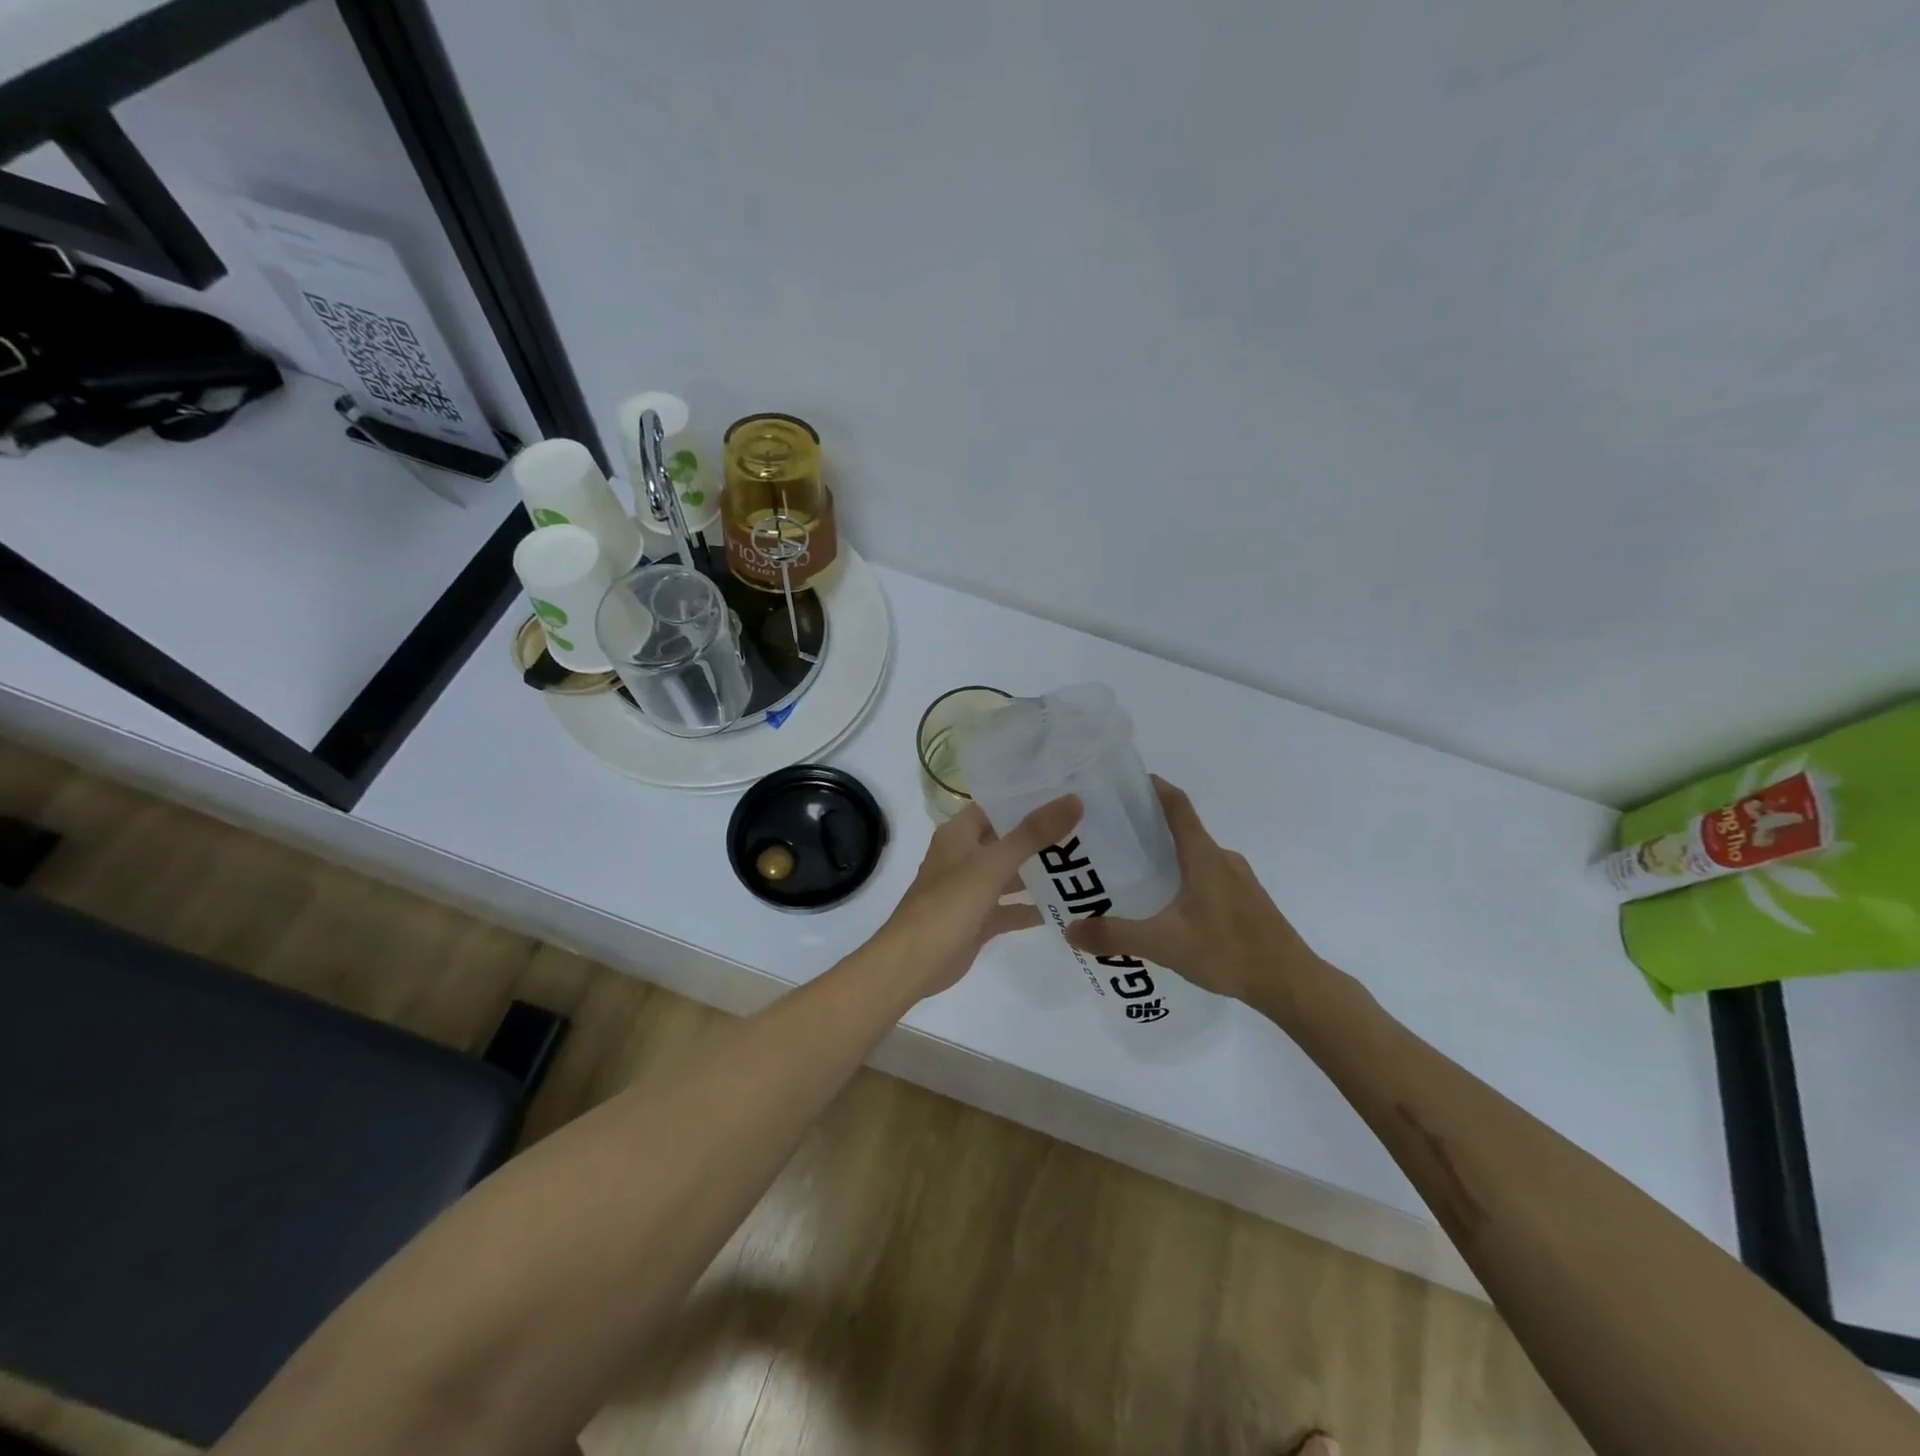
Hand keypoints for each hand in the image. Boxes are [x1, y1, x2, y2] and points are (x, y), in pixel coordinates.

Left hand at [870, 796, 1081, 999]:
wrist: (913, 963)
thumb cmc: (949, 904)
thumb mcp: (993, 865)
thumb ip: (1032, 834)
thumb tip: (1073, 800)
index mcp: (959, 833)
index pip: (997, 805)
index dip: (1028, 798)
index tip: (1068, 792)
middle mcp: (964, 856)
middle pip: (1008, 839)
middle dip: (1042, 836)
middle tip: (1087, 827)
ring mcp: (971, 889)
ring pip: (1011, 874)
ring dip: (1040, 871)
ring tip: (1085, 863)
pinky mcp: (979, 919)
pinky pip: (1010, 908)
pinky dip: (1032, 907)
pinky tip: (1067, 906)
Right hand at [1064, 778, 1321, 1007]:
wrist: (1291, 983)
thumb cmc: (1229, 952)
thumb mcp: (1165, 945)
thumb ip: (1116, 936)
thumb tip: (1070, 930)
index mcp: (1203, 856)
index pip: (1177, 804)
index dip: (1152, 787)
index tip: (1122, 782)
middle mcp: (1222, 858)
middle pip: (1182, 827)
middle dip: (1147, 825)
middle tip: (1110, 834)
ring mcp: (1238, 879)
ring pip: (1195, 854)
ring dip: (1166, 854)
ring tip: (1132, 872)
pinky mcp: (1245, 899)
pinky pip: (1208, 875)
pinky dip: (1183, 876)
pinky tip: (1168, 906)